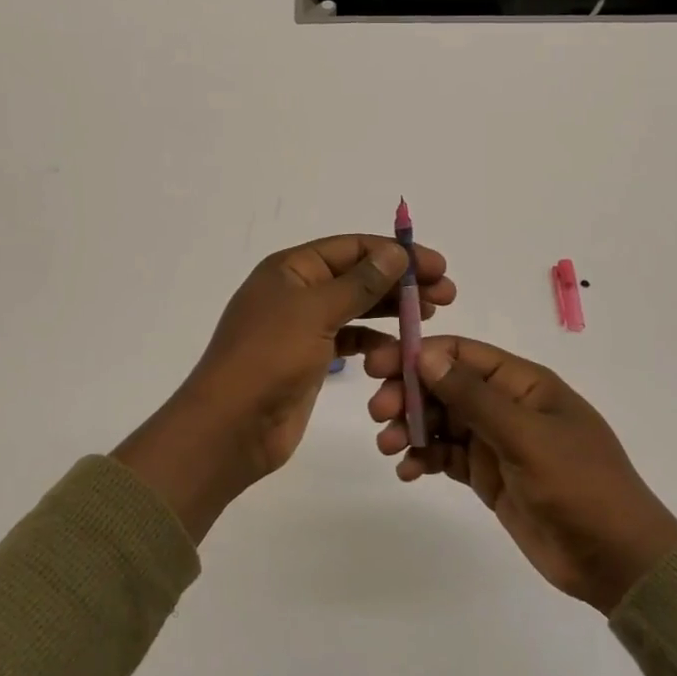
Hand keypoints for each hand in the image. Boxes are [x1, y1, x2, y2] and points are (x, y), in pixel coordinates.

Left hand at [117, 234, 453, 540]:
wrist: (230, 428)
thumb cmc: (268, 358)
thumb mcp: (315, 312)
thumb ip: (359, 283)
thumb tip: (395, 253)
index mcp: (291, 269)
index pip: (351, 248)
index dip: (395, 253)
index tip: (436, 265)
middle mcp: (297, 292)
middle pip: (357, 276)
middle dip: (400, 281)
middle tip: (446, 293)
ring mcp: (303, 327)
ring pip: (357, 308)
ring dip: (392, 309)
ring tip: (431, 314)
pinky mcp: (310, 360)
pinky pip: (350, 341)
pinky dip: (375, 343)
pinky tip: (401, 350)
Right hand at [366, 337, 676, 612]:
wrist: (617, 560)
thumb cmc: (579, 485)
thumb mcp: (526, 437)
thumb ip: (474, 397)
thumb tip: (427, 356)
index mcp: (523, 383)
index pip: (463, 354)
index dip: (421, 354)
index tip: (380, 365)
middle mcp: (506, 405)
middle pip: (446, 386)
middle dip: (409, 393)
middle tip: (378, 412)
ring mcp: (497, 441)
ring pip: (442, 421)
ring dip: (411, 426)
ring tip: (389, 446)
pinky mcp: (489, 476)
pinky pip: (447, 456)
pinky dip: (424, 457)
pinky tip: (408, 470)